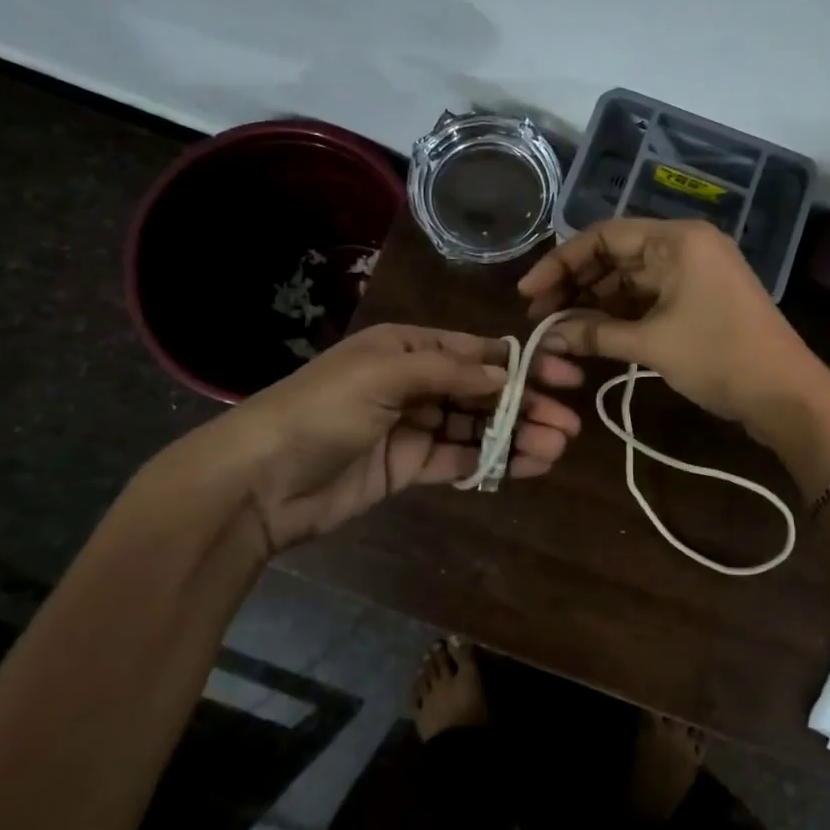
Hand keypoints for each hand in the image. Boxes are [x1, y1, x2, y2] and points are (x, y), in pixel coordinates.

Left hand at [157, 323, 582, 551]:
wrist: (260, 481)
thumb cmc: (322, 410)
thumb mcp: (384, 374)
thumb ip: (450, 372)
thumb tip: (508, 371)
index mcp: (407, 347)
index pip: (478, 351)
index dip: (524, 362)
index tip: (567, 375)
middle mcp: (414, 381)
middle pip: (484, 391)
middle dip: (527, 404)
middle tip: (569, 425)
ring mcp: (413, 426)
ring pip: (477, 427)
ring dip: (517, 436)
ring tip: (557, 448)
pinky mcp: (409, 466)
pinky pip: (460, 459)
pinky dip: (492, 461)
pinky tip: (526, 466)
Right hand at [517, 219, 829, 442]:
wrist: (786, 395)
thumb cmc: (719, 357)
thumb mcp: (652, 344)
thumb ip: (594, 333)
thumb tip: (546, 336)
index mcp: (677, 240)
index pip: (603, 236)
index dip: (560, 263)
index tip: (528, 294)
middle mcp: (684, 246)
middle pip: (615, 256)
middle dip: (575, 286)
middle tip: (539, 318)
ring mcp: (694, 273)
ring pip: (629, 280)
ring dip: (595, 303)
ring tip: (559, 331)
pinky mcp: (699, 300)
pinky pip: (649, 298)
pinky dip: (620, 315)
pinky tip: (592, 335)